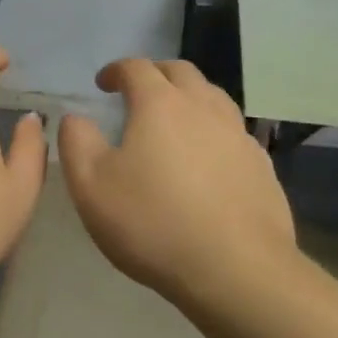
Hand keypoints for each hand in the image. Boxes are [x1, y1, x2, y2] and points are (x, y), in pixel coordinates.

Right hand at [58, 59, 296, 305]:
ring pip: (213, 97)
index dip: (116, 70)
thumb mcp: (91, 186)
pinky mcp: (261, 165)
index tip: (103, 83)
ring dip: (190, 97)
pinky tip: (208, 159)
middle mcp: (203, 107)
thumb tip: (75, 118)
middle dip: (156, 74)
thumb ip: (77, 143)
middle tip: (139, 92)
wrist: (236, 269)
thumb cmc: (153, 222)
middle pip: (181, 72)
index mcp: (160, 104)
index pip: (136, 68)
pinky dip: (214, 131)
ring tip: (175, 119)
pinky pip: (233, 132)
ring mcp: (238, 134)